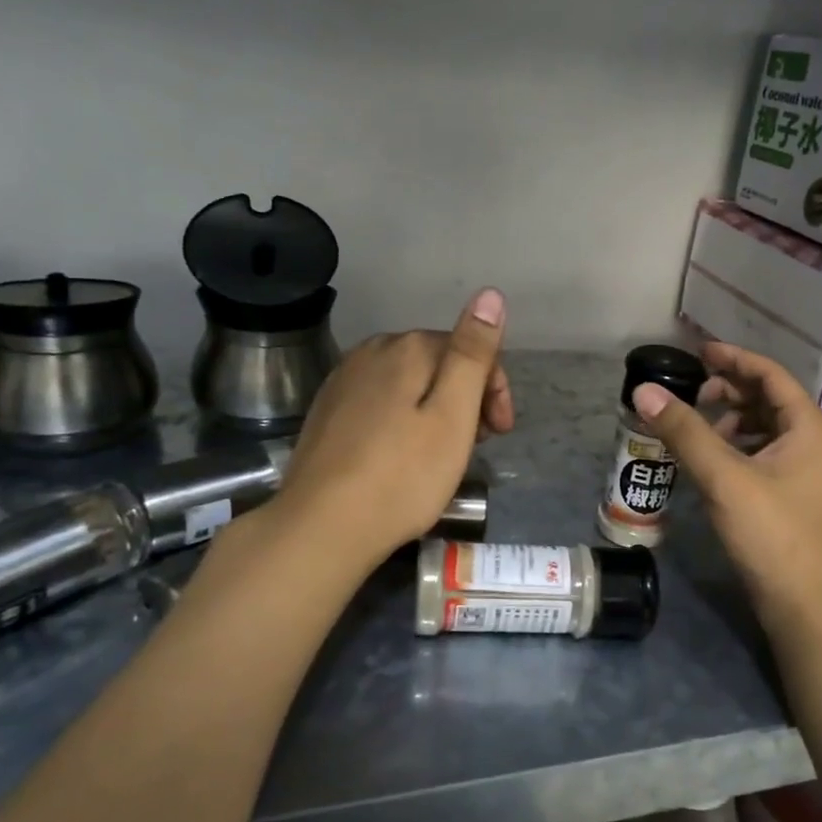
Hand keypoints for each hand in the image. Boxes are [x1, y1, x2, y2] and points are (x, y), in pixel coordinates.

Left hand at [275, 288, 512, 570]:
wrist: (320, 527)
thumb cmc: (402, 476)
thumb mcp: (453, 414)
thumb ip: (472, 352)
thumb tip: (490, 294)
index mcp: (406, 347)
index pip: (468, 349)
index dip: (494, 389)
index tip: (500, 433)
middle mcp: (371, 351)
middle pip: (438, 363)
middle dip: (467, 398)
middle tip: (476, 447)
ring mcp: (343, 380)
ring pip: (409, 383)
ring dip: (436, 409)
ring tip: (444, 455)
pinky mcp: (328, 411)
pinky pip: (381, 401)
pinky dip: (404, 420)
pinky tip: (403, 456)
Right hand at [634, 342, 821, 637]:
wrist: (810, 608)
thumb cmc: (774, 534)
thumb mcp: (725, 477)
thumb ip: (684, 431)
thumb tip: (643, 390)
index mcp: (807, 426)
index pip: (769, 374)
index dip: (732, 358)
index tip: (697, 352)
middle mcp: (812, 442)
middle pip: (766, 399)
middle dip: (727, 391)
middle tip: (688, 394)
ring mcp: (803, 472)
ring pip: (762, 430)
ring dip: (728, 421)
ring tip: (692, 428)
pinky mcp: (791, 498)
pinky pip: (760, 456)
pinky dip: (733, 449)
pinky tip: (707, 462)